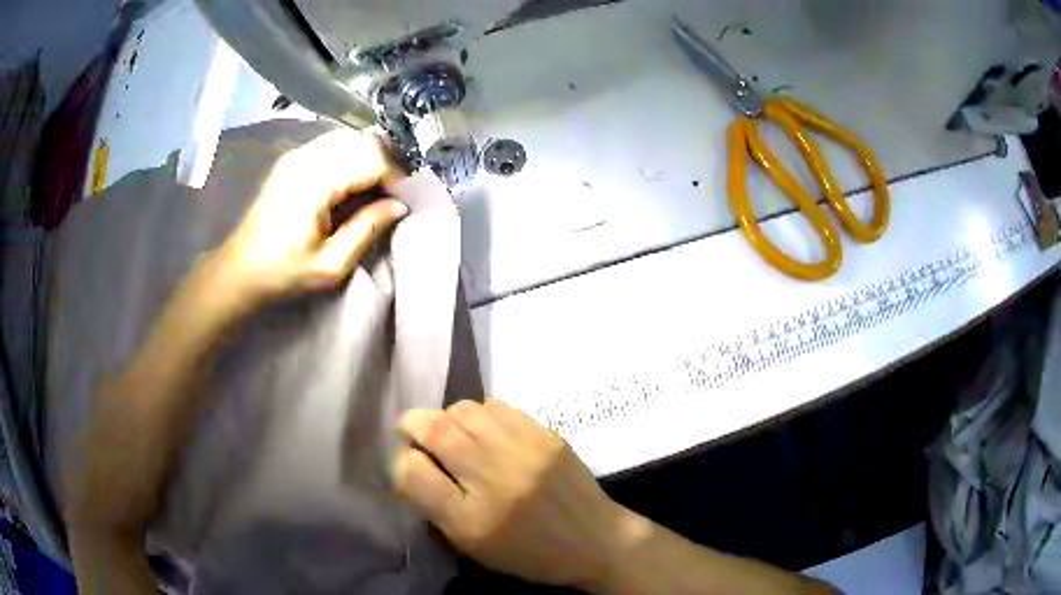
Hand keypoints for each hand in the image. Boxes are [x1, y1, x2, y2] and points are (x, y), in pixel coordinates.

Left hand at [212, 129, 408, 313]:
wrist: (241, 269)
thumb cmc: (283, 273)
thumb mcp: (331, 265)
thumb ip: (367, 230)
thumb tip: (400, 205)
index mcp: (314, 182)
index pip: (371, 157)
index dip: (394, 177)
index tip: (400, 204)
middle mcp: (306, 157)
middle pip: (363, 140)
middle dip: (385, 164)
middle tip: (390, 197)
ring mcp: (297, 154)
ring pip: (351, 138)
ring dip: (370, 159)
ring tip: (374, 191)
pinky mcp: (293, 159)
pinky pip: (334, 144)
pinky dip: (352, 158)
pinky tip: (351, 184)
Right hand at [392, 399, 621, 589]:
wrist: (595, 540)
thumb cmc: (529, 553)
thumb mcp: (473, 545)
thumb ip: (434, 506)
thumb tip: (406, 466)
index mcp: (471, 520)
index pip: (411, 472)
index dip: (398, 462)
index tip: (405, 461)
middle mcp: (494, 480)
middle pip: (434, 429)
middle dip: (413, 427)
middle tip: (415, 435)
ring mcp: (523, 451)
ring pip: (463, 410)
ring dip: (447, 419)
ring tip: (453, 435)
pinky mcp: (545, 435)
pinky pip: (496, 406)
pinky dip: (479, 415)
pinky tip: (484, 432)